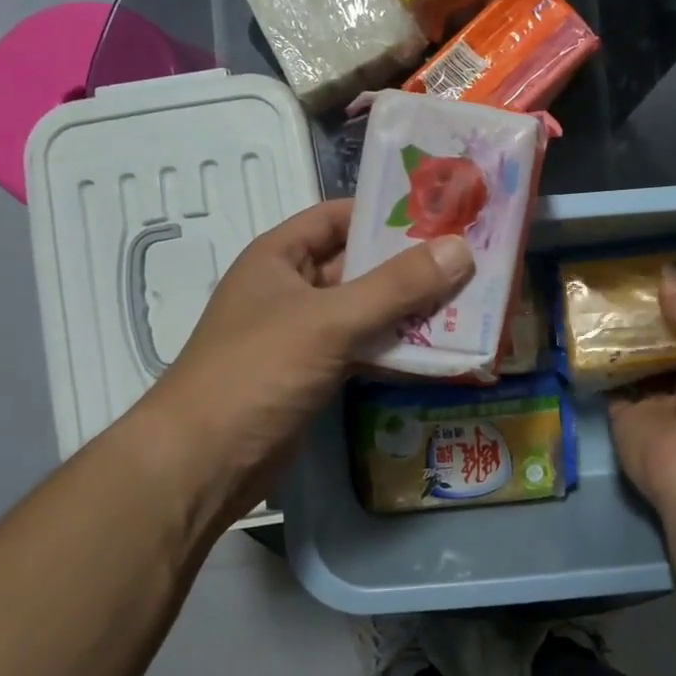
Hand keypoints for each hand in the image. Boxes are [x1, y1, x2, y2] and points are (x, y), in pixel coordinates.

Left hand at [125, 199, 473, 522]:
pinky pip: (365, 350)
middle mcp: (292, 289)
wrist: (202, 464)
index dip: (386, 211)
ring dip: (412, 310)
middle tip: (472, 259)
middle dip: (411, 265)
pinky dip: (398, 350)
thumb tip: (461, 250)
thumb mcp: (329, 320)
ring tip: (471, 303)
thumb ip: (396, 287)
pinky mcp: (316, 375)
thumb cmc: (257, 371)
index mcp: (280, 257)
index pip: (338, 217)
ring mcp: (304, 335)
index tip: (442, 212)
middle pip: (360, 266)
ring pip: (367, 311)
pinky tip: (444, 352)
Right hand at [607, 275, 675, 536]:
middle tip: (616, 279)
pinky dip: (595, 362)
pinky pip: (607, 383)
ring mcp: (653, 401)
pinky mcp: (622, 416)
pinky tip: (580, 329)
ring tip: (594, 294)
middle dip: (643, 317)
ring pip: (632, 361)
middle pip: (660, 344)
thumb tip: (667, 277)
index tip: (654, 273)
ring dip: (617, 335)